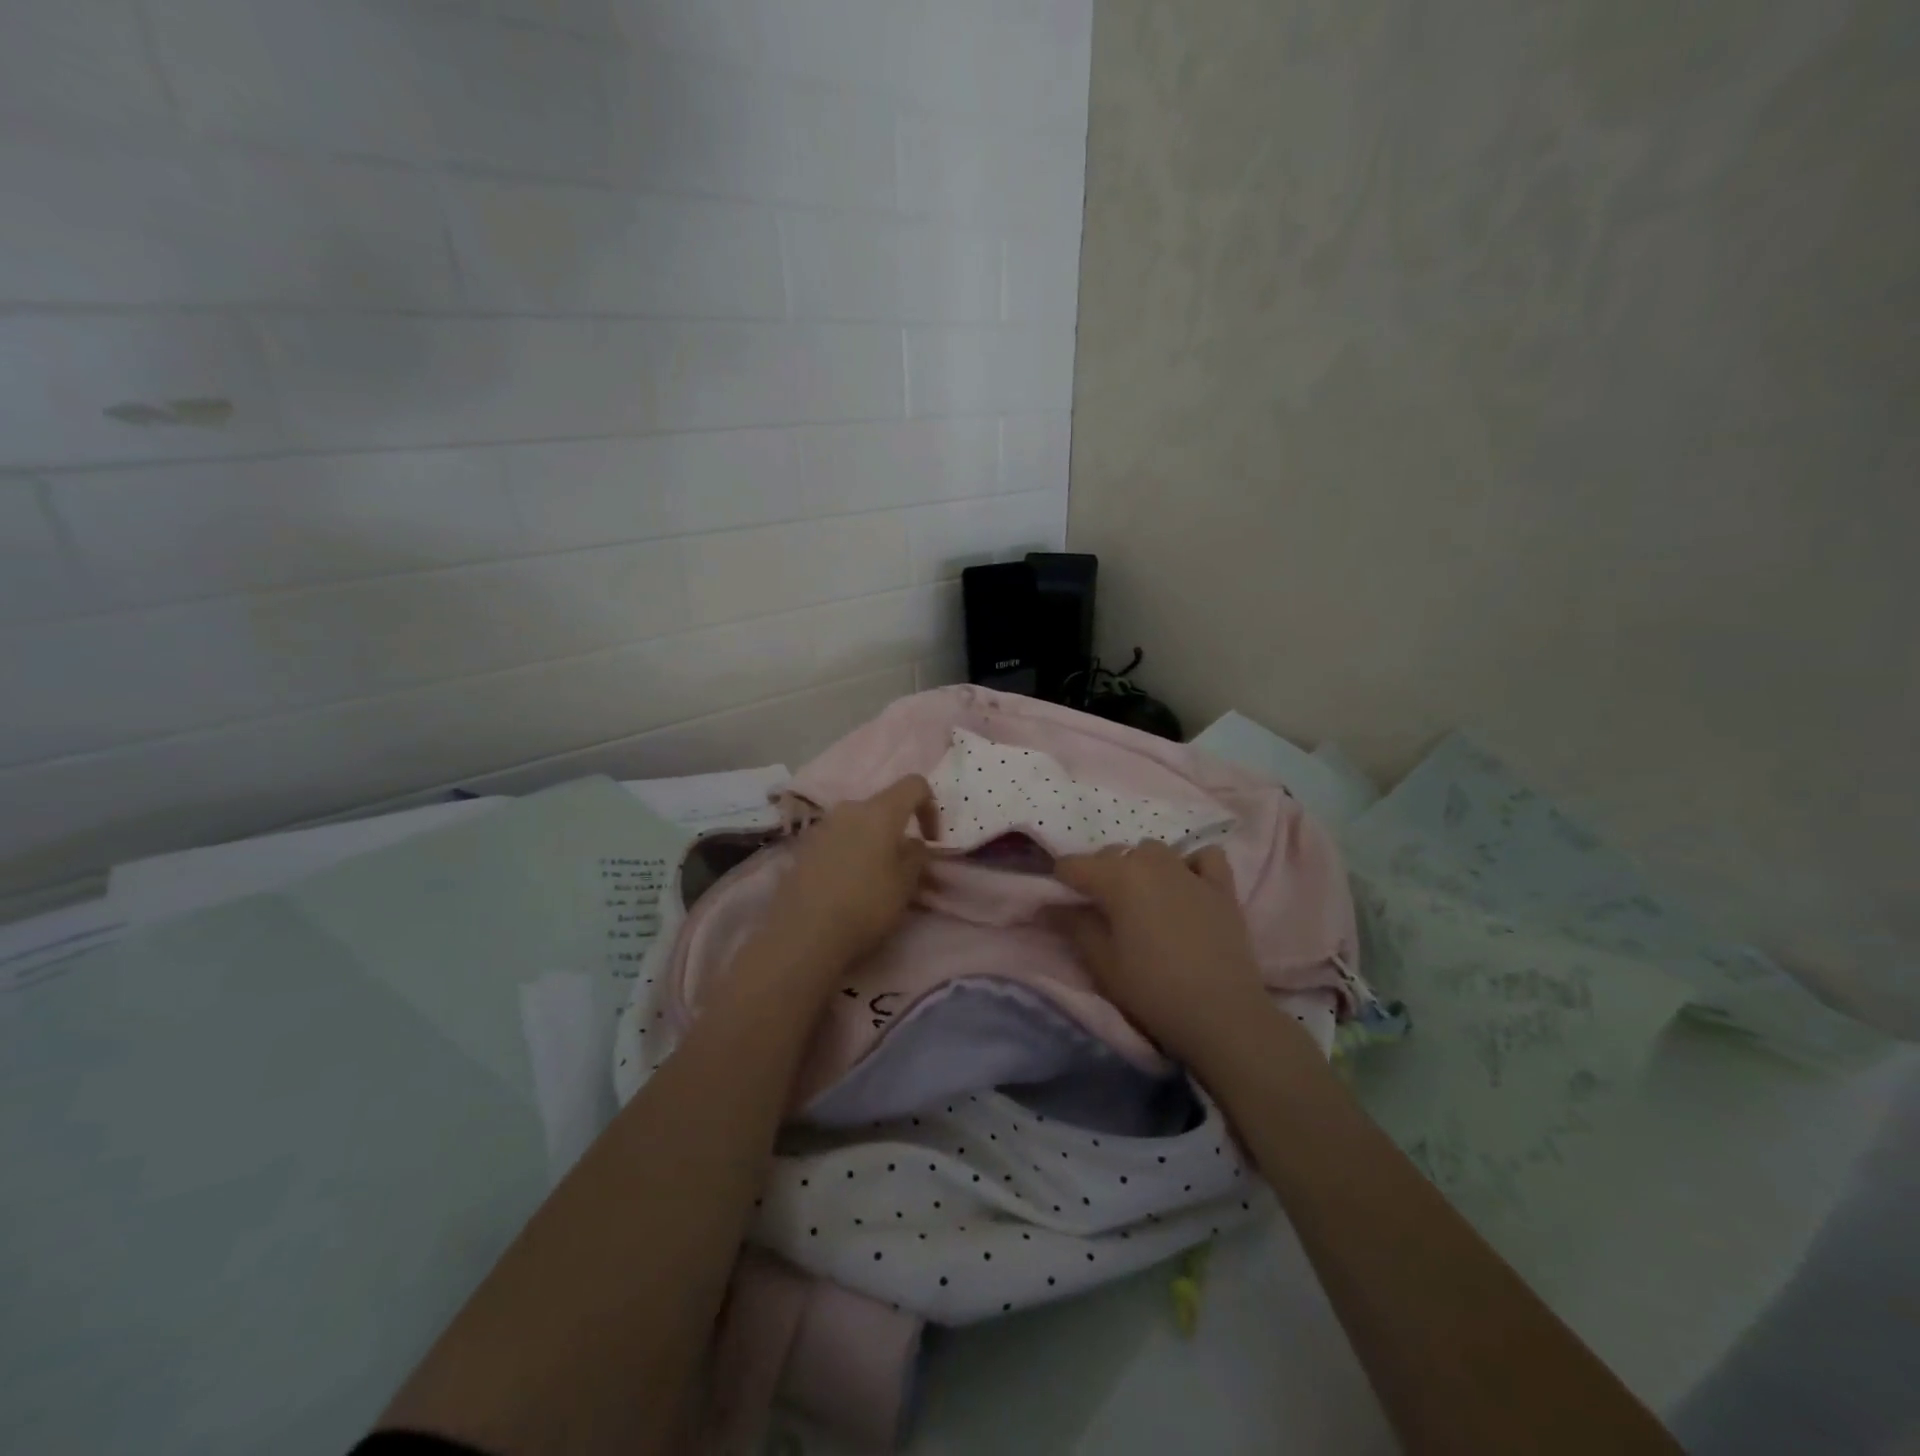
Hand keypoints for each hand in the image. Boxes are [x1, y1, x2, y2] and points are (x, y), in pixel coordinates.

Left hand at [760, 775, 937, 972]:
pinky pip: (836, 840)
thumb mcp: (906, 884)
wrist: (804, 934)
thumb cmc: (866, 905)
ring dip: (872, 841)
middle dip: (898, 828)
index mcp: (880, 811)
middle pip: (883, 805)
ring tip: (874, 876)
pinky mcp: (803, 847)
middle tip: (903, 864)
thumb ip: (917, 855)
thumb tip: (913, 842)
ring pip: (857, 823)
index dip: (930, 806)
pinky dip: (848, 852)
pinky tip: (846, 884)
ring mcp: (822, 826)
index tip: (931, 840)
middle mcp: (849, 808)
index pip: (914, 784)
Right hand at [1054, 842, 1276, 1064]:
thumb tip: (1049, 906)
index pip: (1074, 865)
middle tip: (1101, 910)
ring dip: (1141, 866)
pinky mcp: (1222, 887)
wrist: (1222, 1015)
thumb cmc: (1152, 990)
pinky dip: (1192, 865)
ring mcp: (1190, 871)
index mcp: (1118, 878)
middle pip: (1113, 854)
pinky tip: (1188, 887)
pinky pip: (1204, 857)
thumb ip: (1073, 926)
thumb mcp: (1102, 963)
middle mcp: (1151, 863)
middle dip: (1100, 874)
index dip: (1062, 882)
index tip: (1063, 905)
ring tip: (1142, 898)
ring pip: (1154, 851)